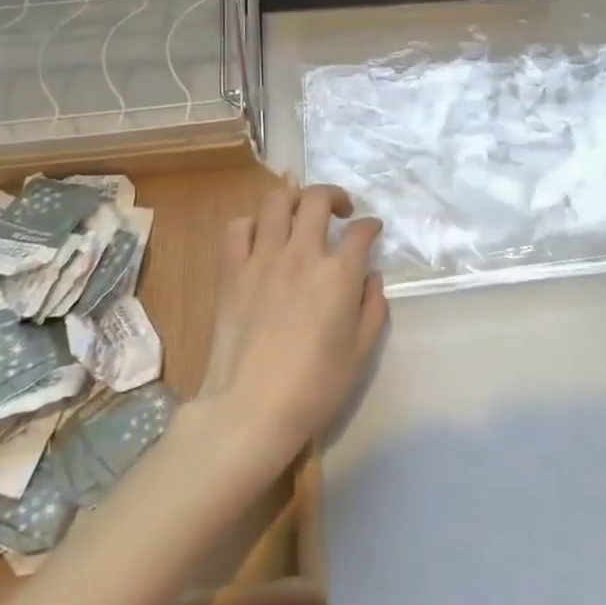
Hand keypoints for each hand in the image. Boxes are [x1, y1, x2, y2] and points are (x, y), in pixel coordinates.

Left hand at [193, 182, 386, 474]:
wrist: (251, 408)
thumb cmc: (314, 387)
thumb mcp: (361, 352)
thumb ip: (373, 307)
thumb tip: (371, 276)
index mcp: (338, 274)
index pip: (360, 232)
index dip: (371, 226)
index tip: (372, 231)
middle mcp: (301, 254)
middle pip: (317, 199)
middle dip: (335, 196)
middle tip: (341, 211)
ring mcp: (262, 259)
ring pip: (276, 201)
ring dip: (294, 198)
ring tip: (300, 213)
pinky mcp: (232, 271)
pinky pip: (239, 228)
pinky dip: (253, 223)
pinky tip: (262, 236)